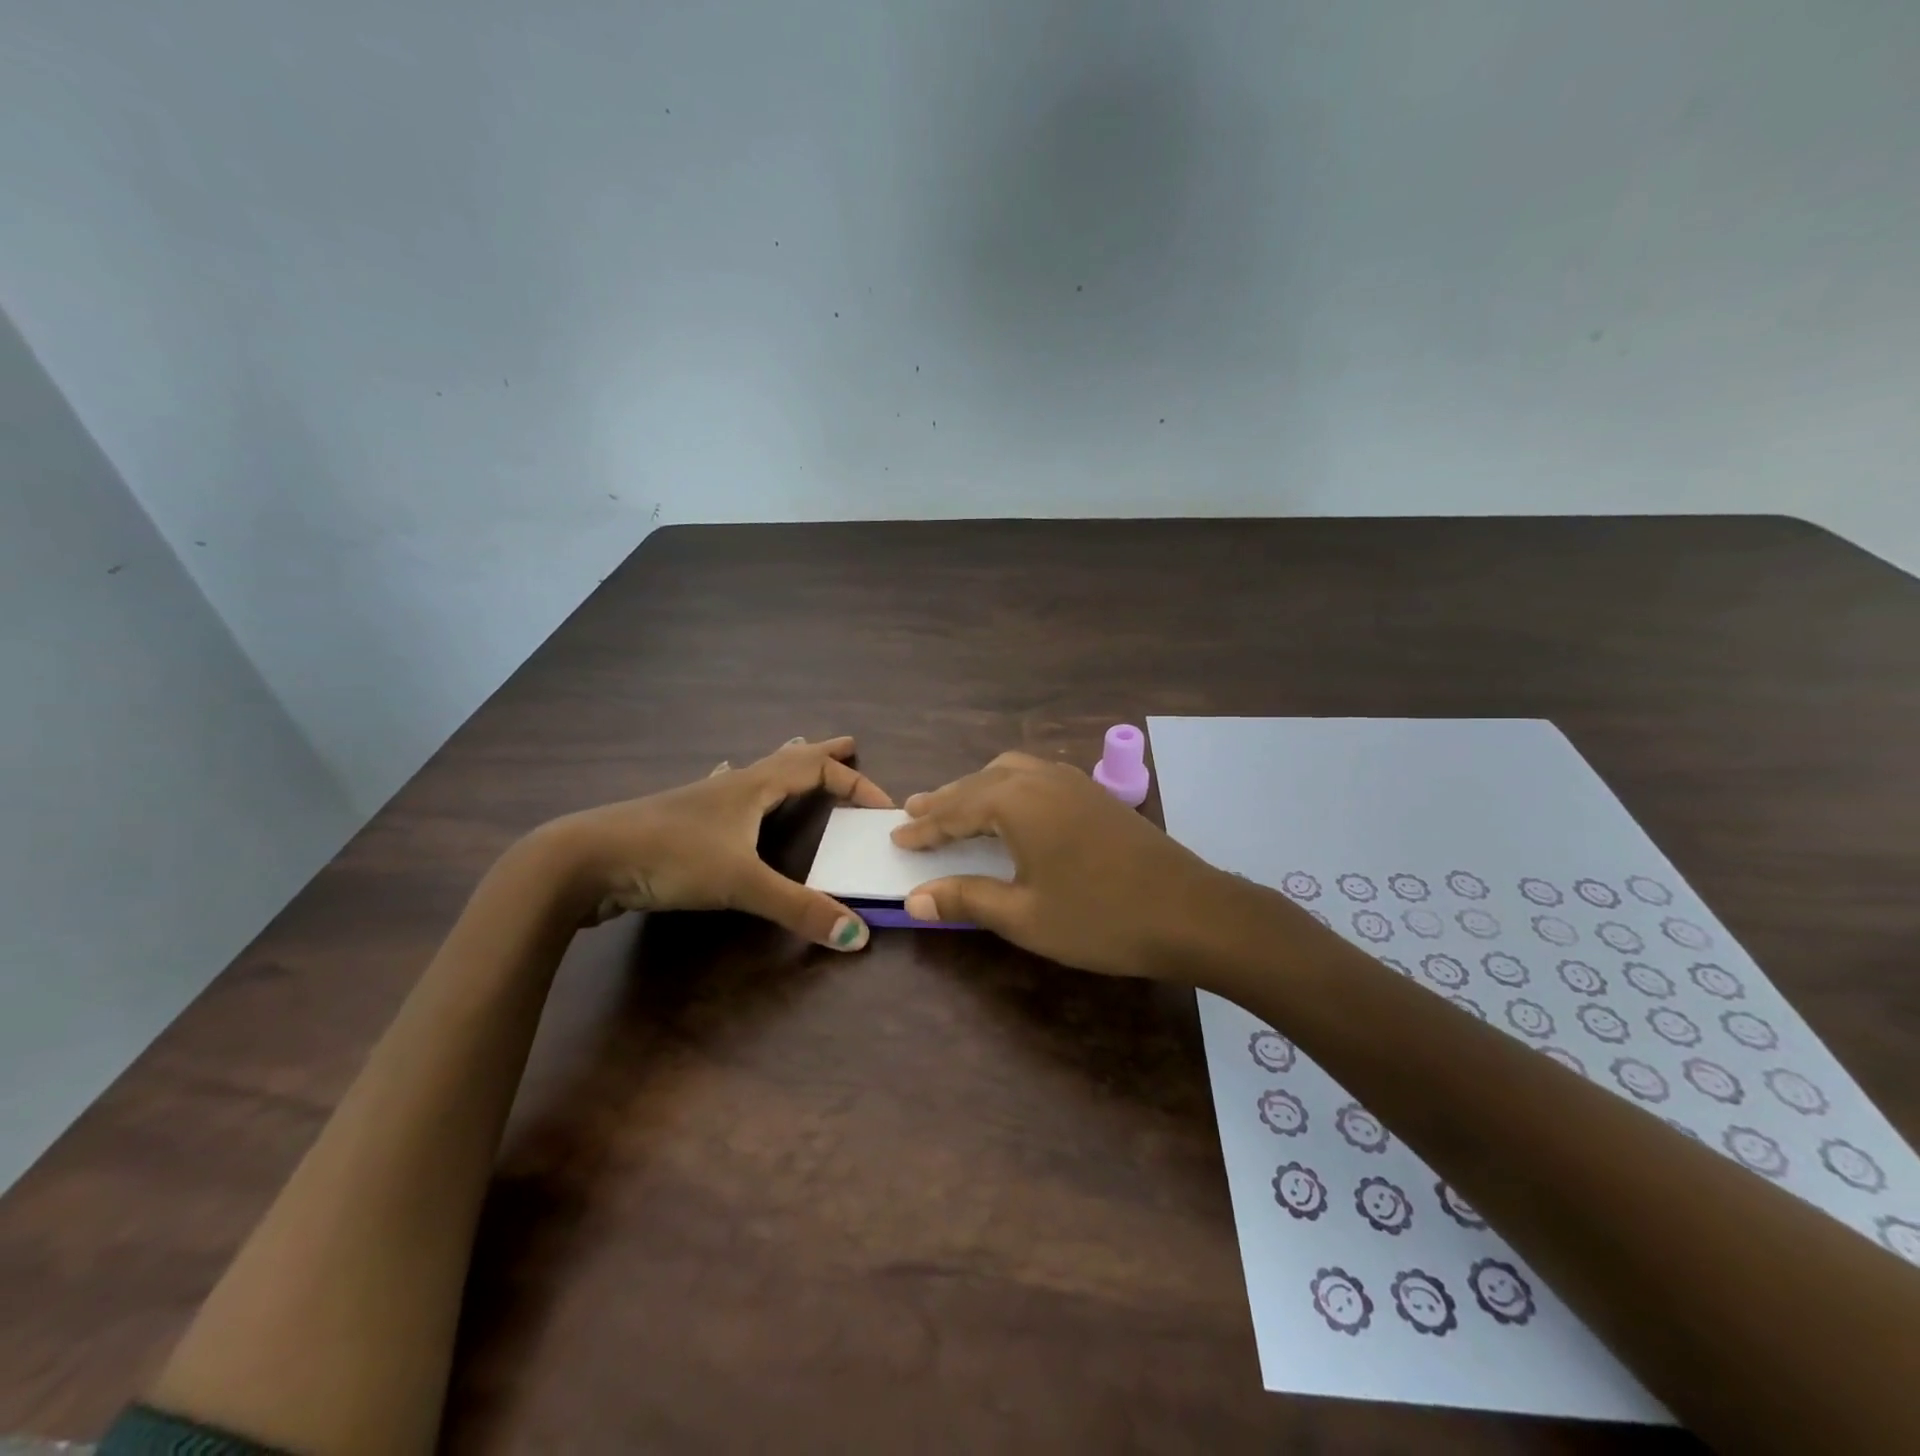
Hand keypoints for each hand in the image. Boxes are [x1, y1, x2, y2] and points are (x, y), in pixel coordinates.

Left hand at [539, 736, 893, 949]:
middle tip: (849, 745)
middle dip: (822, 754)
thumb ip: (799, 909)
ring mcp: (700, 801)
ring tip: (796, 754)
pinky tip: (723, 781)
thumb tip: (857, 936)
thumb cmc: (670, 857)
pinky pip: (722, 794)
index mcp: (753, 787)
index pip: (817, 770)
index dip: (854, 784)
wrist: (583, 859)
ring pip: (753, 773)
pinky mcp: (677, 822)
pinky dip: (738, 785)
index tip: (883, 807)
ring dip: (782, 765)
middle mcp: (731, 786)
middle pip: (787, 759)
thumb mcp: (740, 884)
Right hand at [890, 751, 1240, 977]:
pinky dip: (1010, 787)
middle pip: (980, 783)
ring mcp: (1073, 781)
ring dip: (978, 788)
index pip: (955, 811)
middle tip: (915, 811)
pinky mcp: (1096, 794)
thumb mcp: (1024, 916)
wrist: (1192, 912)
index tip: (896, 836)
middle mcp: (1041, 779)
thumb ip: (966, 900)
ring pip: (1011, 772)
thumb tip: (914, 899)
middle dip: (946, 800)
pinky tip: (1013, 807)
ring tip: (957, 806)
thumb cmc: (1100, 917)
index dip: (924, 828)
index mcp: (1016, 802)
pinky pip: (1037, 777)